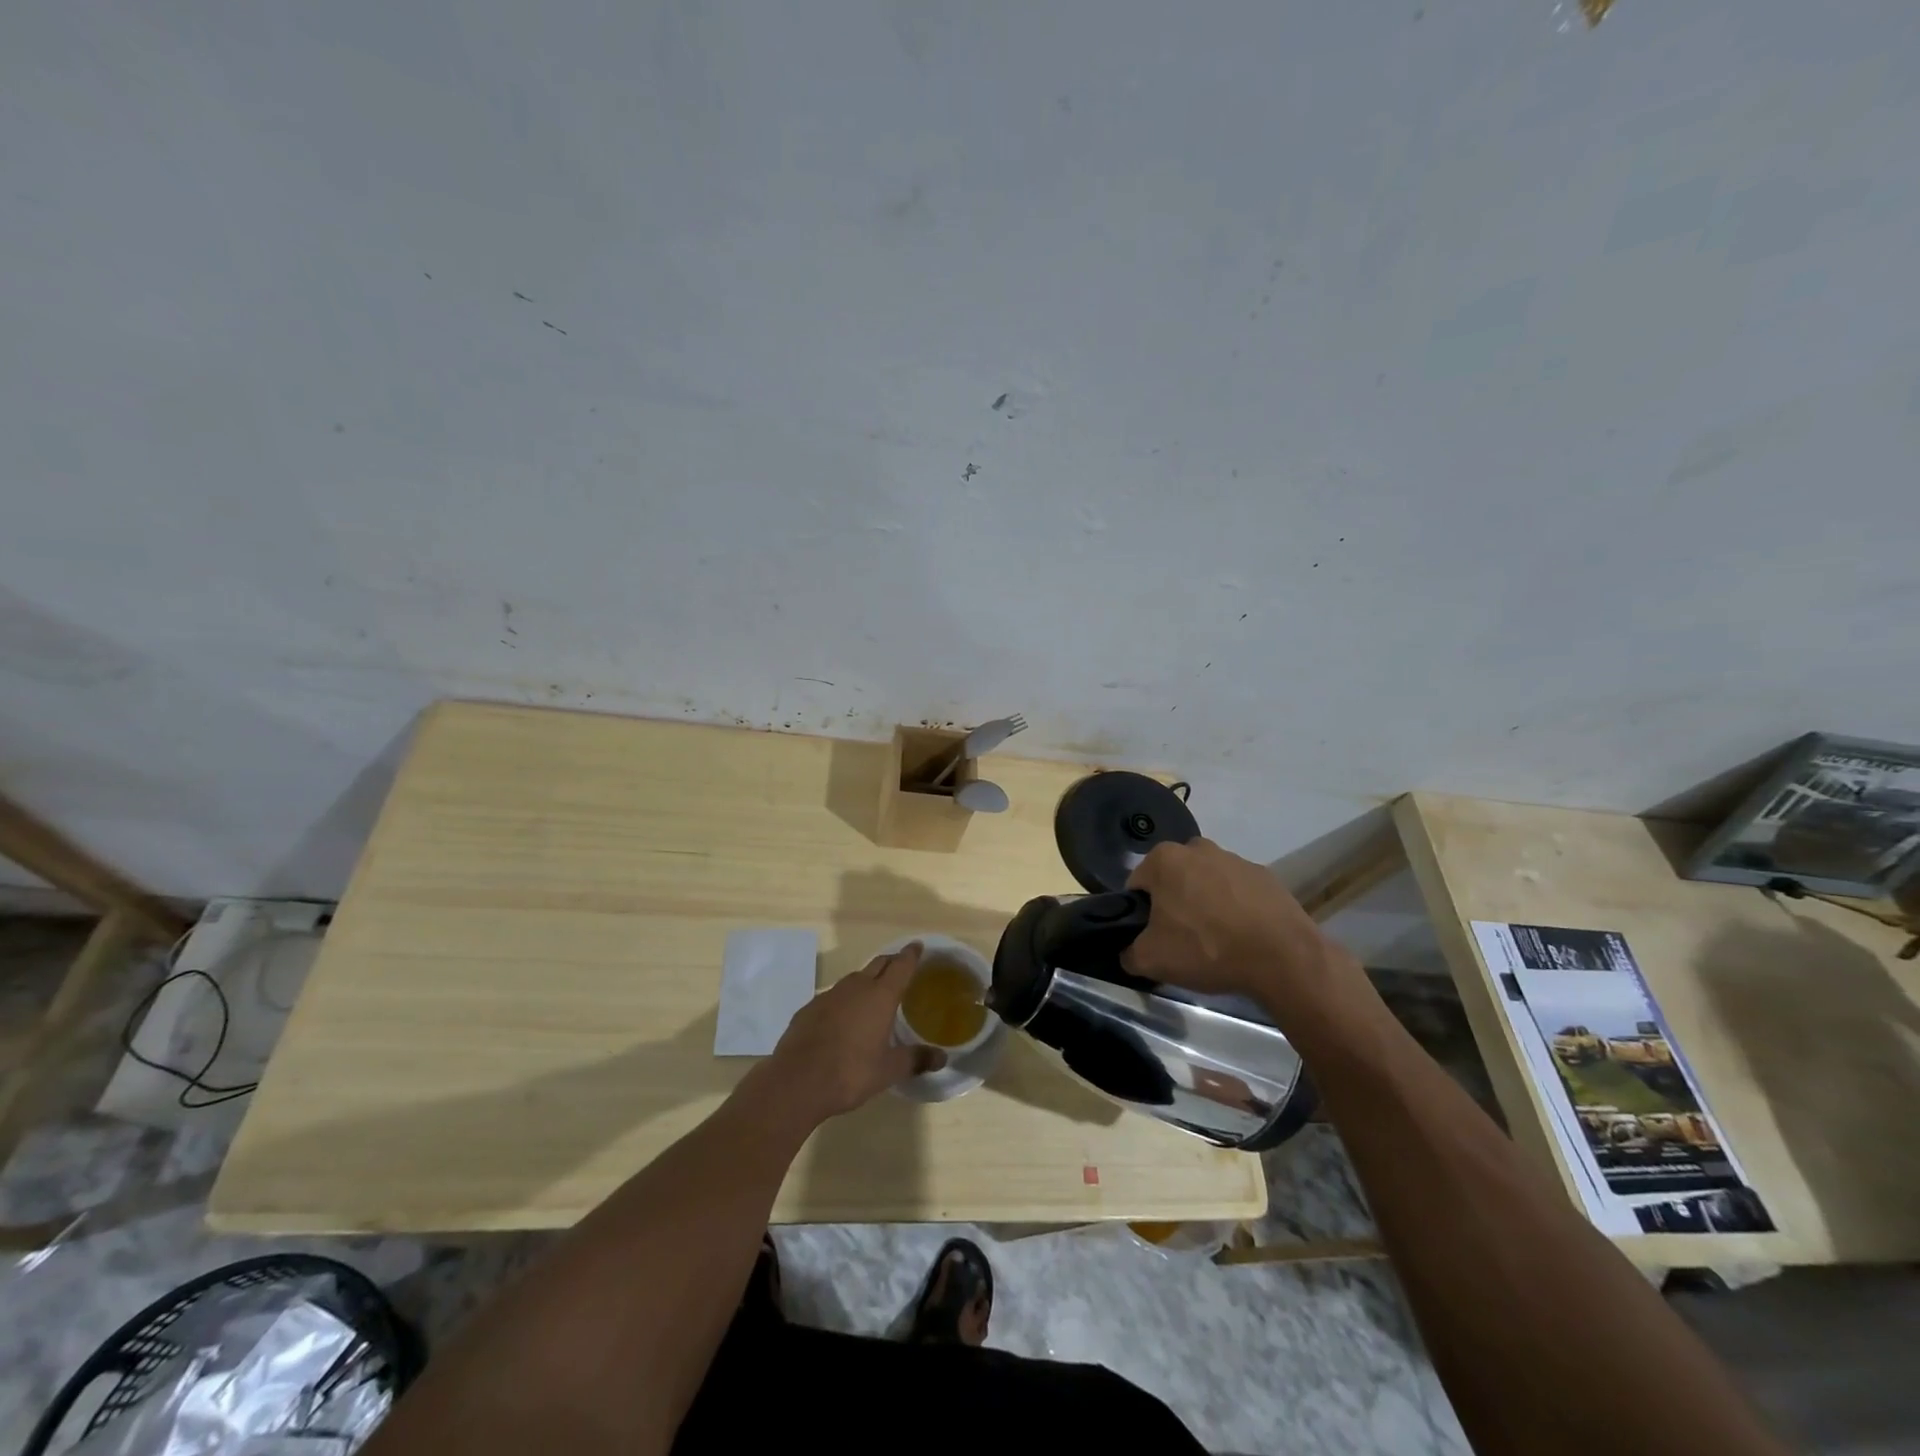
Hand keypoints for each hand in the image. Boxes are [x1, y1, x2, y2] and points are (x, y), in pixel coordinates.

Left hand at [761, 943, 945, 1122]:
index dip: (911, 955)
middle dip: (891, 962)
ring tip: (874, 994)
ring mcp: (829, 995)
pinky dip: (844, 1000)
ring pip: (854, 979)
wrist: (796, 1082)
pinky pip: (834, 996)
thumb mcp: (888, 1070)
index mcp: (880, 996)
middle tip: (901, 966)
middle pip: (878, 964)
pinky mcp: (809, 1008)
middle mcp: (856, 987)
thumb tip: (942, 1057)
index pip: (901, 966)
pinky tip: (843, 1018)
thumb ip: (916, 1060)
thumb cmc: (850, 1073)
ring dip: (867, 980)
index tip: (917, 945)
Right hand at [1122, 838, 1334, 1003]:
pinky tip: (1242, 937)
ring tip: (1216, 942)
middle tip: (1182, 940)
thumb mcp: (1151, 960)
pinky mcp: (1266, 875)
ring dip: (1205, 904)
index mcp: (1164, 859)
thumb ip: (1128, 953)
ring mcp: (1235, 859)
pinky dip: (1235, 909)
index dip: (1140, 914)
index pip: (1137, 886)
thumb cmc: (1206, 948)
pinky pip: (1238, 892)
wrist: (1283, 958)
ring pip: (1206, 882)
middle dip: (1173, 903)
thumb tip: (1129, 952)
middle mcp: (1197, 848)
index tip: (1152, 938)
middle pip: (1173, 879)